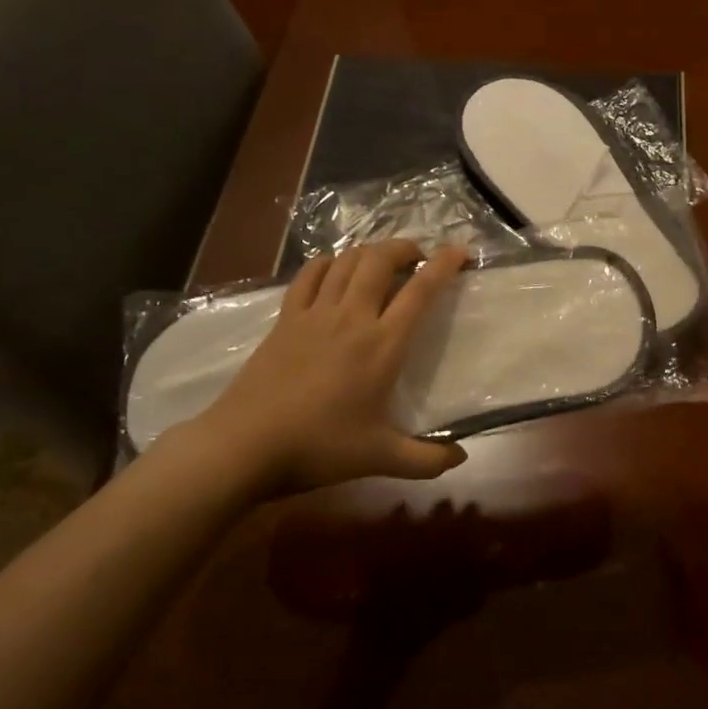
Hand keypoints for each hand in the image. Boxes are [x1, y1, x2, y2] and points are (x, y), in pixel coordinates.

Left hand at [182, 240, 470, 492]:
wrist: (246, 445)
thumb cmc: (319, 448)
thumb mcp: (381, 459)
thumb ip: (426, 460)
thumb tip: (461, 458)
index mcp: (382, 345)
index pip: (420, 291)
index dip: (444, 265)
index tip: (459, 252)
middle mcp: (352, 318)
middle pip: (380, 260)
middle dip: (404, 248)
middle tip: (418, 256)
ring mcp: (314, 314)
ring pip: (346, 261)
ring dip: (369, 251)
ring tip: (382, 260)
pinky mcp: (285, 319)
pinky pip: (309, 276)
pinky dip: (327, 262)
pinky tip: (334, 267)